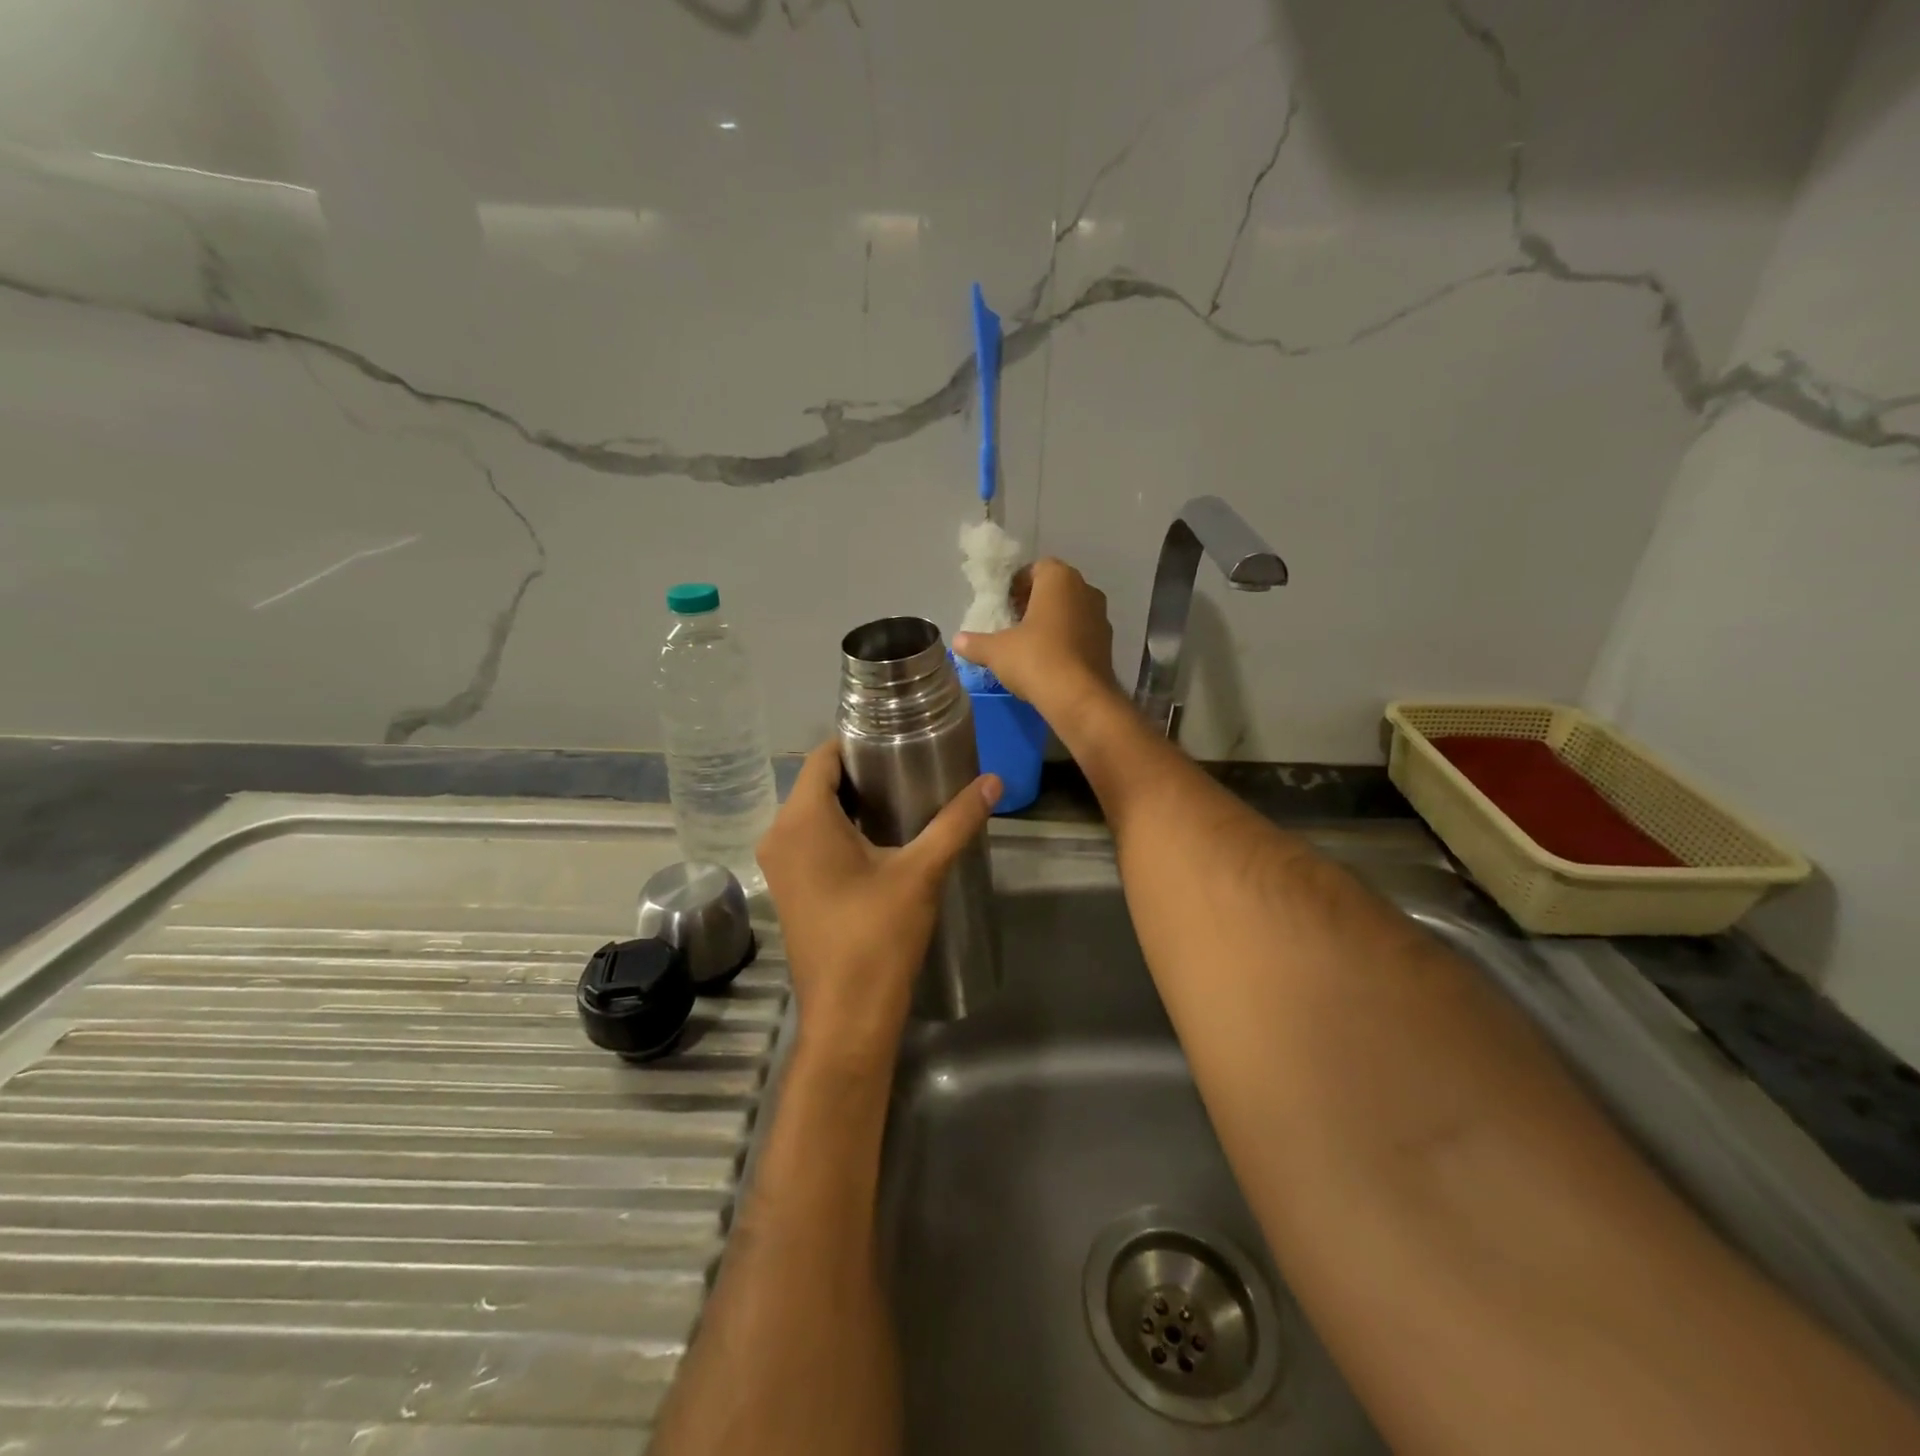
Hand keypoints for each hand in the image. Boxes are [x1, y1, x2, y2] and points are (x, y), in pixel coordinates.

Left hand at [758, 742, 1000, 1066]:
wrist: (847, 1017)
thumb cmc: (878, 936)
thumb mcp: (921, 872)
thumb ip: (956, 821)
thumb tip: (993, 781)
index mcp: (802, 820)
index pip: (822, 756)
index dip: (858, 742)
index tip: (898, 739)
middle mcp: (779, 835)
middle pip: (818, 783)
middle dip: (861, 772)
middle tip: (910, 767)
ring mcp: (779, 865)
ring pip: (814, 813)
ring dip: (851, 802)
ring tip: (903, 798)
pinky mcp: (789, 888)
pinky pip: (810, 840)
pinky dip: (839, 830)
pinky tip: (879, 838)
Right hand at [952, 557, 1117, 721]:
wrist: (1079, 698)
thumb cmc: (1035, 659)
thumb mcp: (995, 651)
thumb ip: (975, 642)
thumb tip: (958, 641)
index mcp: (1059, 579)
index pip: (1036, 568)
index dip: (1017, 585)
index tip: (1004, 605)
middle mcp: (1086, 590)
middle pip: (1055, 589)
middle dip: (1035, 603)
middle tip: (1014, 624)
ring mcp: (1101, 617)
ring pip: (1071, 611)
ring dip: (1052, 622)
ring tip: (1030, 645)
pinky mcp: (1108, 644)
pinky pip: (1082, 633)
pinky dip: (1067, 641)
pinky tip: (1050, 662)